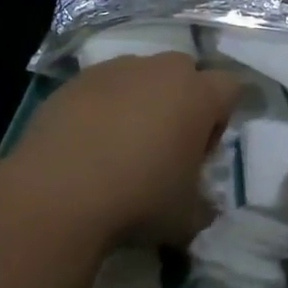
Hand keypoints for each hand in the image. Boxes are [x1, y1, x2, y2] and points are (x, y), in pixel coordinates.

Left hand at [5, 52, 239, 248]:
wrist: (58, 191)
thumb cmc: (138, 199)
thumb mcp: (185, 219)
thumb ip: (203, 207)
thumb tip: (204, 207)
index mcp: (197, 94)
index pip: (229, 87)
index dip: (220, 119)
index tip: (201, 153)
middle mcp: (160, 69)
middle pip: (184, 74)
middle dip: (181, 103)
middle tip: (164, 147)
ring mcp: (116, 69)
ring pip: (141, 76)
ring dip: (140, 102)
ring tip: (120, 147)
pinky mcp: (78, 79)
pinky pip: (103, 87)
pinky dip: (102, 107)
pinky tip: (87, 145)